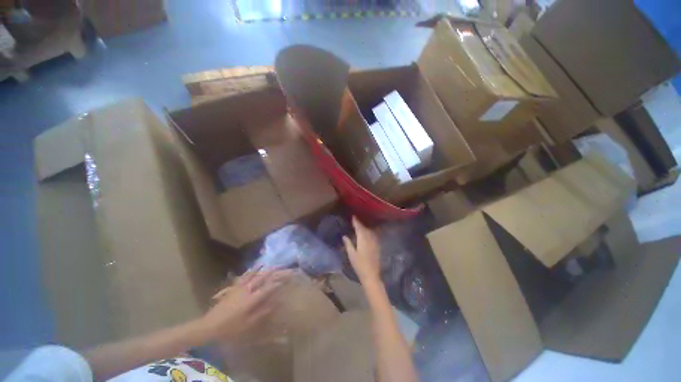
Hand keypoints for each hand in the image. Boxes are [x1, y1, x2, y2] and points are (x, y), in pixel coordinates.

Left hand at [201, 270, 292, 341]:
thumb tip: (275, 303)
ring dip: (258, 269)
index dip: (276, 284)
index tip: (284, 281)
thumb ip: (263, 312)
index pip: (267, 288)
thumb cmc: (231, 328)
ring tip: (264, 264)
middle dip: (269, 272)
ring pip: (250, 276)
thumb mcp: (248, 324)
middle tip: (277, 267)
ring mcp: (238, 289)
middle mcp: (246, 290)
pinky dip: (247, 273)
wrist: (209, 326)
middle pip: (260, 278)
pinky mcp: (232, 289)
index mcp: (251, 299)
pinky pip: (241, 278)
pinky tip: (249, 271)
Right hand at [343, 216, 380, 283]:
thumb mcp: (351, 255)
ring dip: (365, 228)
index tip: (353, 217)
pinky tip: (367, 234)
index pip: (359, 228)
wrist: (371, 275)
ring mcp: (374, 242)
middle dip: (360, 224)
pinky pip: (373, 235)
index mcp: (363, 240)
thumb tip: (345, 236)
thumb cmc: (359, 265)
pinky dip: (369, 232)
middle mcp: (370, 239)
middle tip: (355, 221)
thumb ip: (348, 244)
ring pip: (369, 231)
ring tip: (360, 226)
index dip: (356, 222)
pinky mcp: (377, 246)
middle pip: (365, 228)